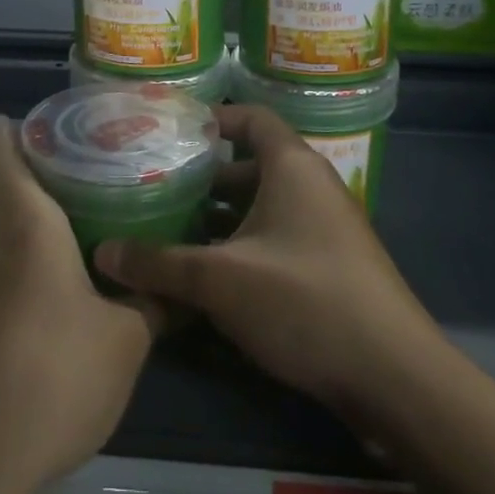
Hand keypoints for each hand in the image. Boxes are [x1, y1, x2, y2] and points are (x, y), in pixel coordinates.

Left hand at [0, 117, 162, 493]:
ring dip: (16, 201)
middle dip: (19, 160)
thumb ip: (153, 302)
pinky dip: (15, 239)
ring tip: (67, 195)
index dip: (13, 130)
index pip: (6, 158)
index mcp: (27, 227)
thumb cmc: (55, 375)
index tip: (38, 114)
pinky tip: (50, 258)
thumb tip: (180, 287)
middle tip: (71, 150)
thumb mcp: (126, 339)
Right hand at [95, 104, 441, 414]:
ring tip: (169, 232)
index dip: (212, 118)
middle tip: (155, 188)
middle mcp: (313, 187)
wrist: (393, 375)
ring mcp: (326, 228)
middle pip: (251, 166)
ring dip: (220, 218)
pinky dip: (242, 246)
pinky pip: (277, 238)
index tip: (168, 131)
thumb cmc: (304, 301)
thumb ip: (158, 264)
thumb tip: (102, 253)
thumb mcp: (219, 281)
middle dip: (203, 178)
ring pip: (262, 207)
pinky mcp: (330, 266)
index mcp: (293, 167)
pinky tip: (207, 275)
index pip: (251, 119)